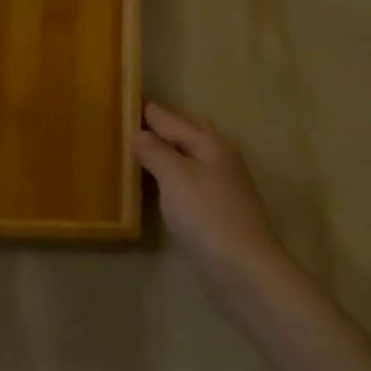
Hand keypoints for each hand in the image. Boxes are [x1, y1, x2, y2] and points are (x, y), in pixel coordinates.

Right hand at [137, 102, 292, 292]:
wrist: (243, 269)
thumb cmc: (207, 216)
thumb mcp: (175, 177)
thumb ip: (156, 152)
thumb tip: (140, 134)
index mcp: (211, 144)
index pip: (174, 120)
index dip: (151, 112)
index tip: (127, 101)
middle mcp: (221, 159)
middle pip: (190, 134)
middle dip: (165, 125)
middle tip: (135, 121)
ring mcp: (222, 187)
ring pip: (191, 157)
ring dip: (169, 150)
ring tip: (142, 149)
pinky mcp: (218, 212)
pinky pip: (190, 181)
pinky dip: (173, 175)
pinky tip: (160, 185)